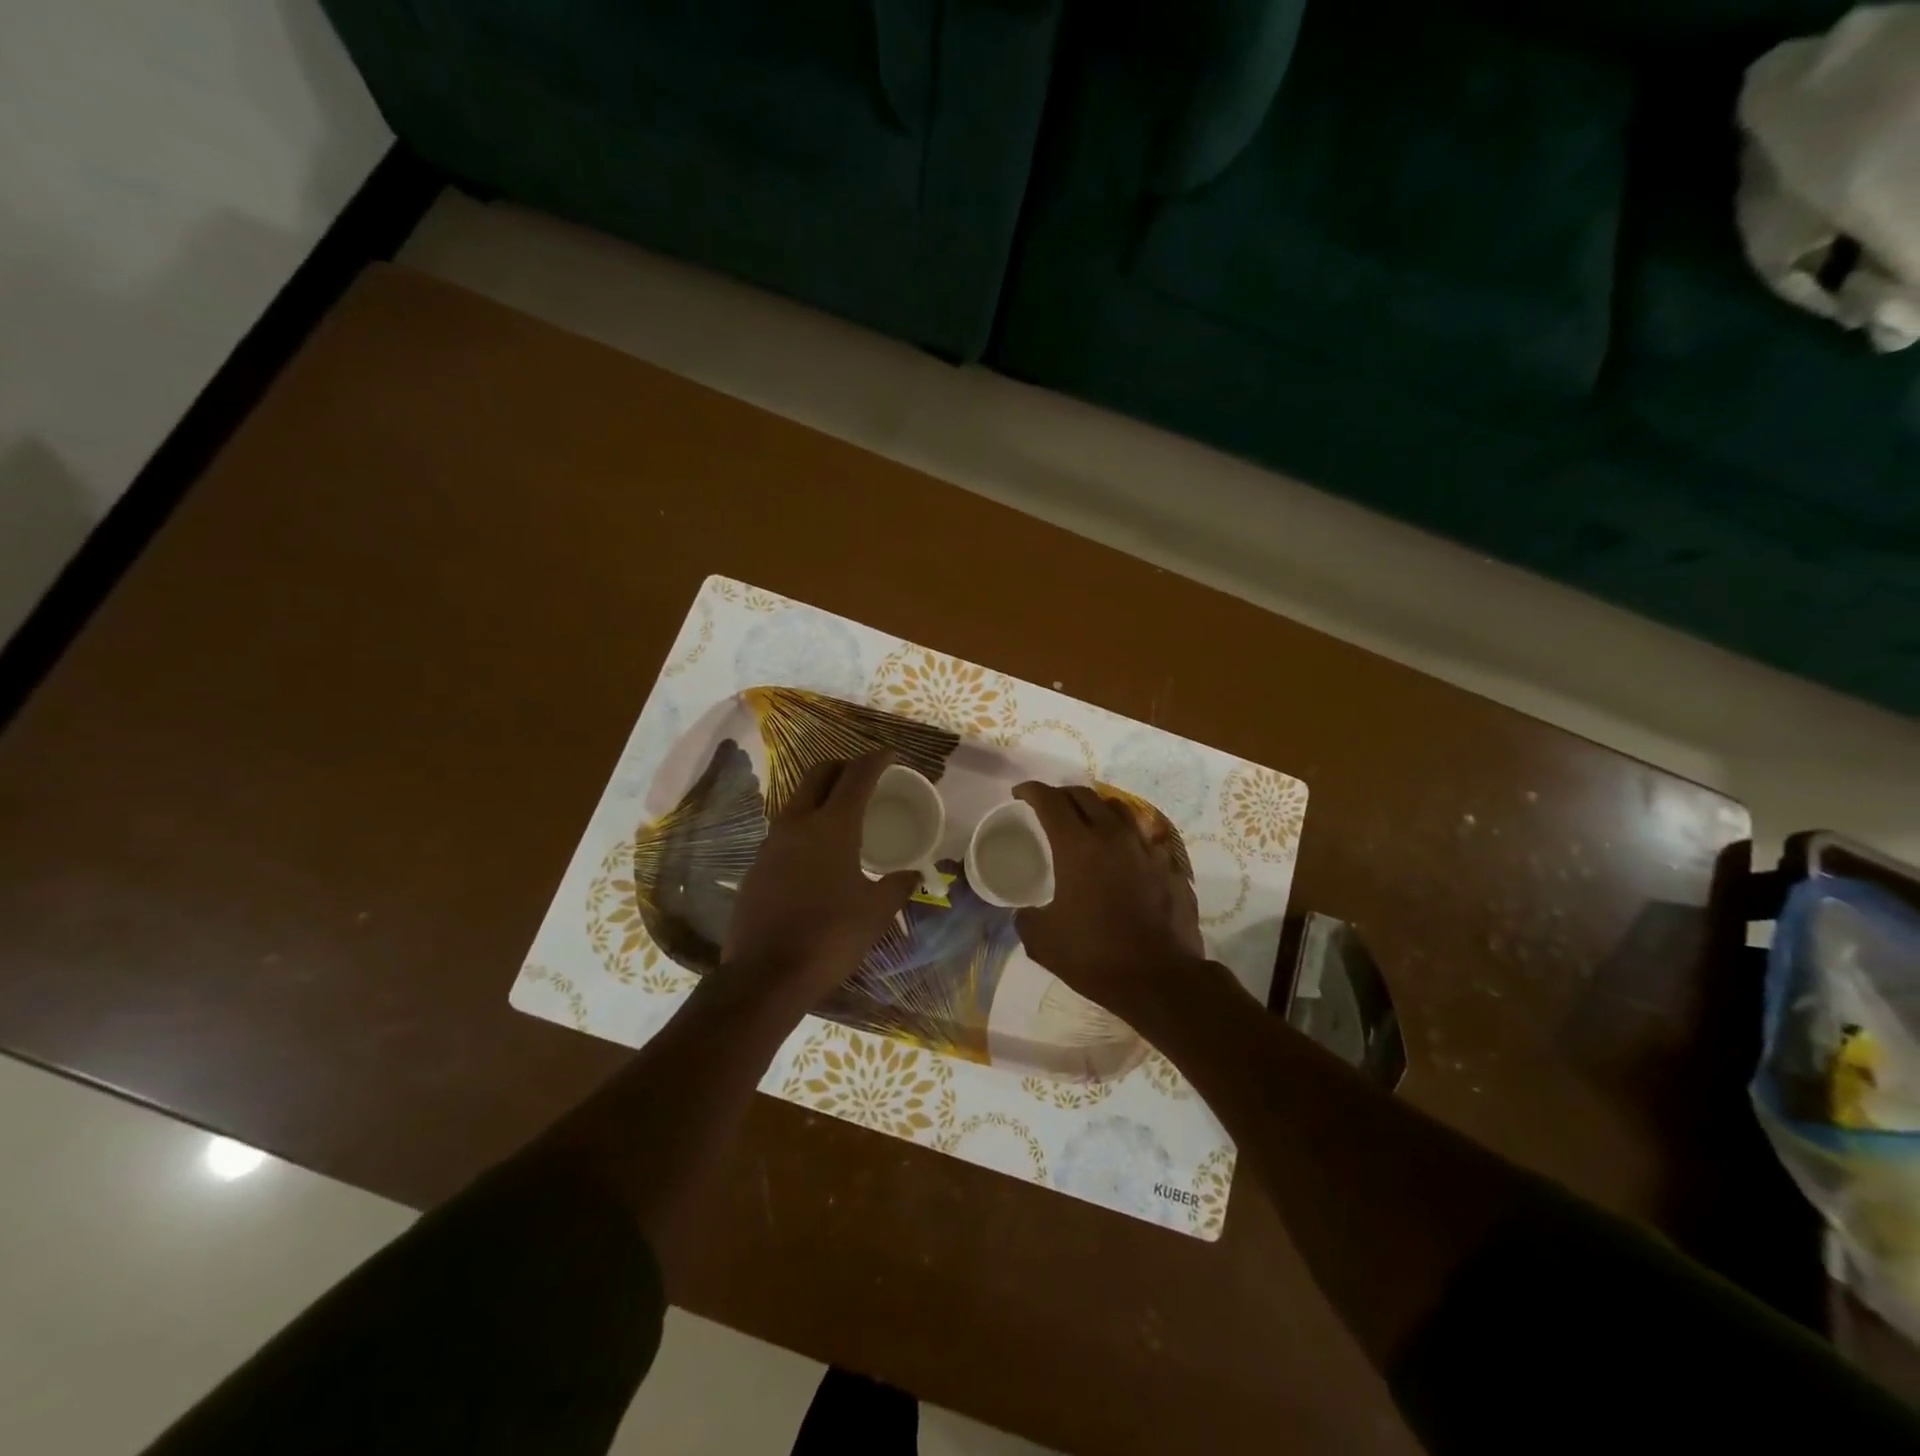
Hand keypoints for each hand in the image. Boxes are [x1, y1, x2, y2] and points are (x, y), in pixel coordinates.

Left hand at [722, 751, 917, 999]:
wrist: (766, 975)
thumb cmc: (830, 937)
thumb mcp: (876, 912)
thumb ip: (897, 886)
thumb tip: (914, 875)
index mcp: (833, 826)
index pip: (857, 776)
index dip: (876, 760)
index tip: (890, 754)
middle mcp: (798, 823)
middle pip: (819, 774)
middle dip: (843, 765)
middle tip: (864, 775)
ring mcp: (771, 844)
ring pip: (797, 799)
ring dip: (820, 794)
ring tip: (842, 811)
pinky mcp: (756, 866)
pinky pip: (784, 830)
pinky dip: (805, 824)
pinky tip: (817, 851)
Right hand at [1011, 782, 1207, 1029]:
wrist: (1161, 980)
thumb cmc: (1096, 956)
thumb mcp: (1042, 941)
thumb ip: (1026, 917)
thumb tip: (1024, 912)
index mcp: (1077, 845)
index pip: (1050, 800)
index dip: (1031, 791)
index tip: (1019, 793)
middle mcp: (1113, 835)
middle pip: (1085, 796)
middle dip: (1062, 794)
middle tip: (1049, 806)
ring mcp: (1146, 848)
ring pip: (1119, 808)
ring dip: (1096, 807)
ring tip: (1087, 820)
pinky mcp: (1169, 865)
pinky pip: (1143, 836)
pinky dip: (1125, 835)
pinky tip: (1121, 853)